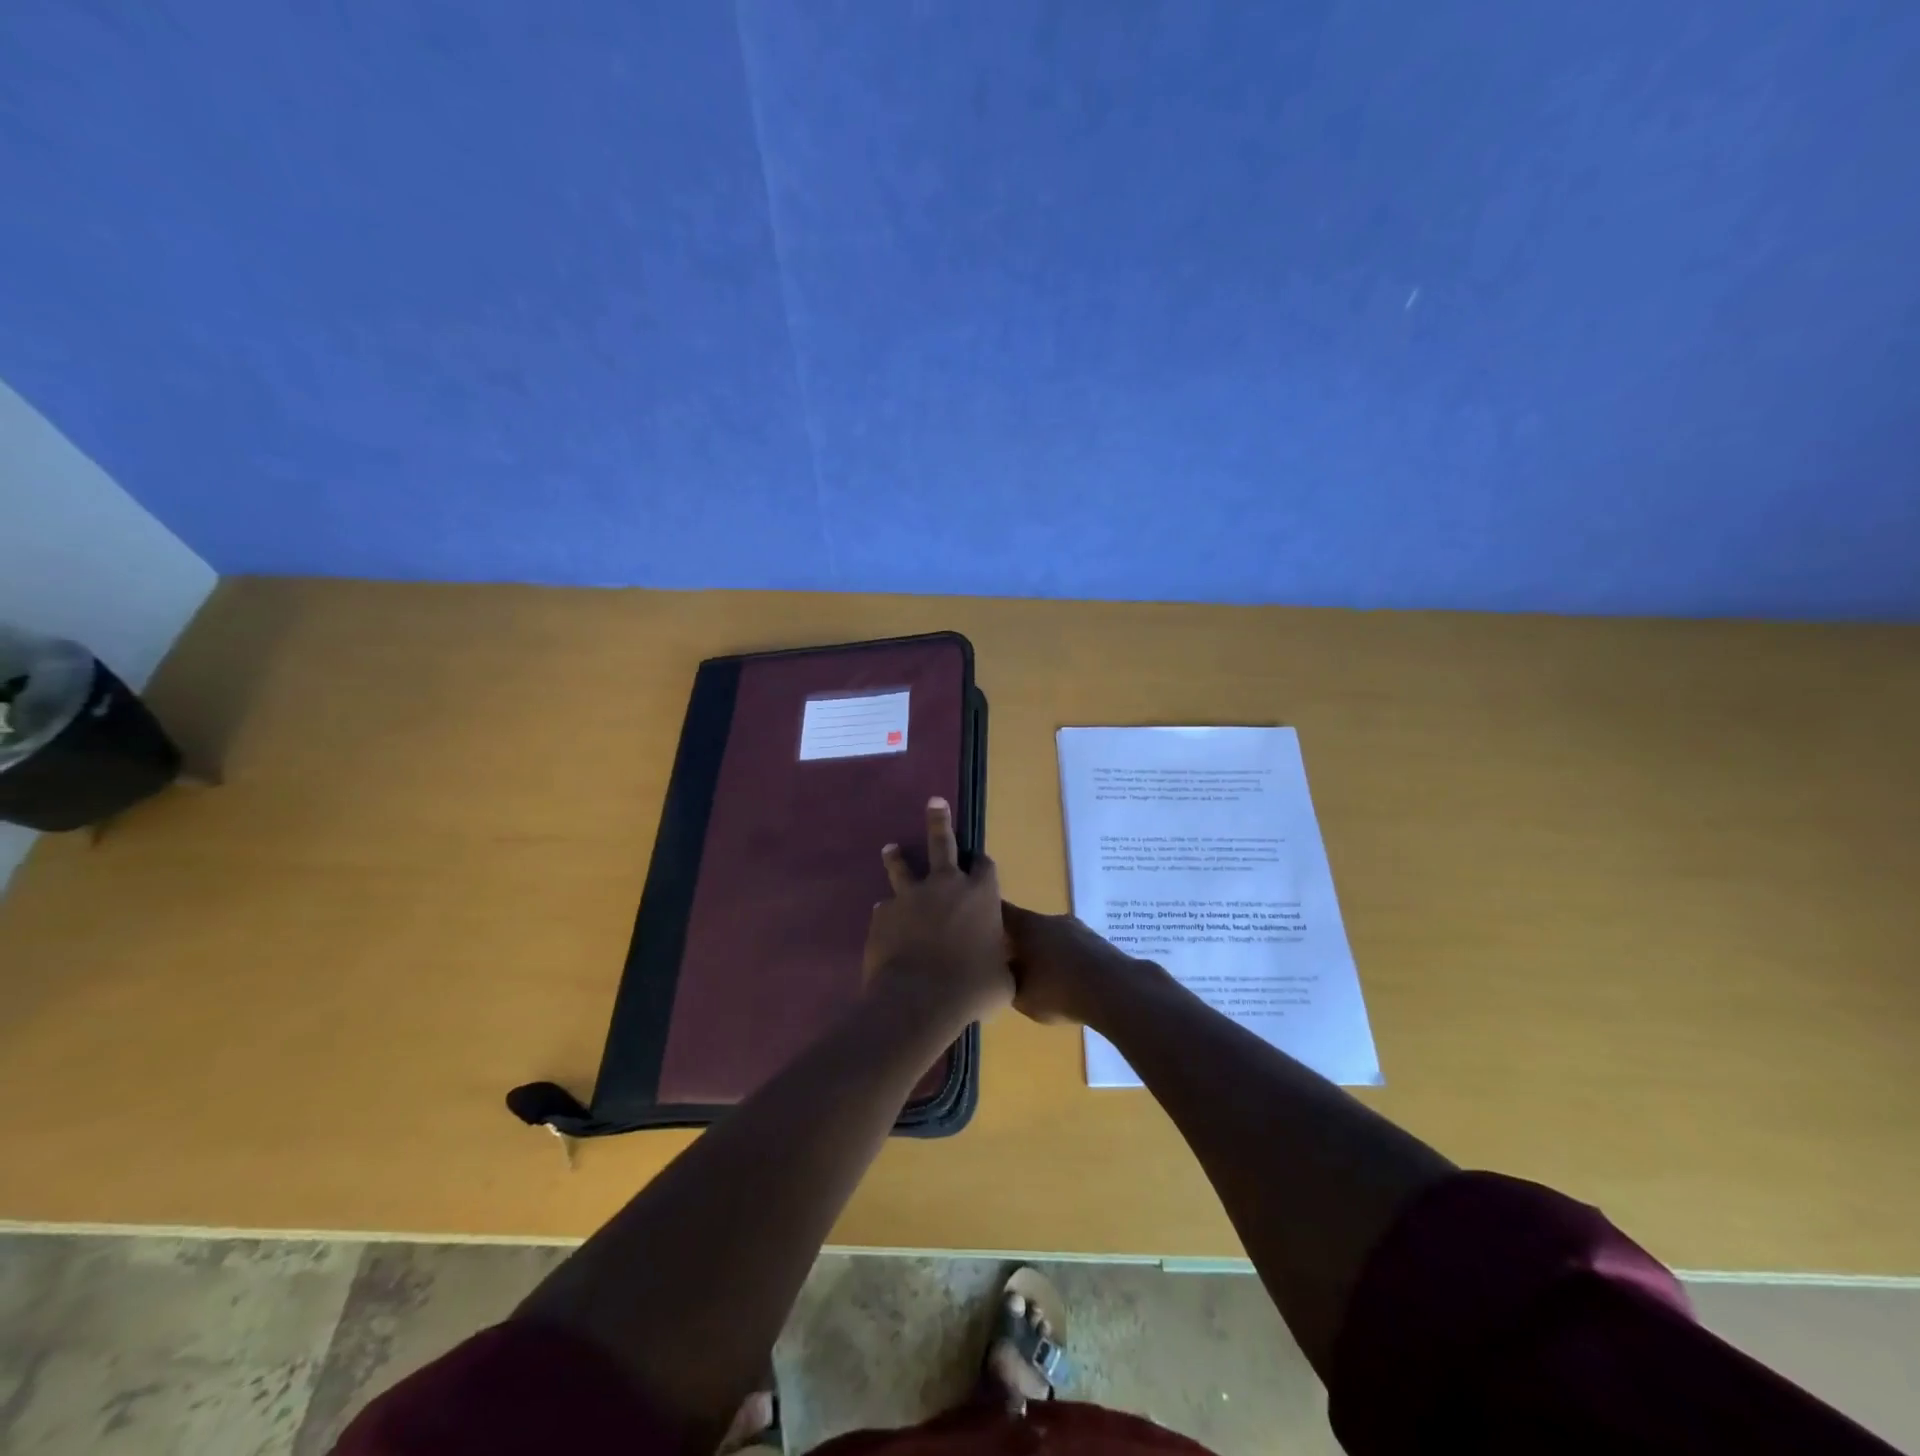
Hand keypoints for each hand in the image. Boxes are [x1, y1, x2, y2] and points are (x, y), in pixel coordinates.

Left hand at [864, 798, 1012, 1026]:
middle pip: (942, 844)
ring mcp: (911, 897)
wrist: (919, 999)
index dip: (983, 865)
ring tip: (891, 847)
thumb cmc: (971, 989)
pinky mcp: (884, 914)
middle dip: (939, 821)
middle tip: (934, 801)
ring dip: (898, 857)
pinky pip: (886, 908)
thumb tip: (1000, 969)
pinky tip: (886, 920)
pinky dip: (889, 912)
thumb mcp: (1002, 980)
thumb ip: (1000, 964)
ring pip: (903, 868)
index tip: (979, 863)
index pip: (985, 867)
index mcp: (980, 895)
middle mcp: (946, 886)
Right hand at [1002, 902, 1155, 1026]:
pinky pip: (1073, 949)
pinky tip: (1068, 982)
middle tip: (1010, 963)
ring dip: (1045, 952)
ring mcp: (1078, 928)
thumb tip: (1002, 975)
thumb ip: (1006, 983)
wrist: (1116, 990)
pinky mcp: (1098, 942)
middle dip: (1018, 942)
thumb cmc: (1059, 990)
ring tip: (1043, 978)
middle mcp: (1051, 919)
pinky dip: (1066, 961)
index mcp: (1027, 925)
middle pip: (1028, 925)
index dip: (988, 917)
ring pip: (1052, 937)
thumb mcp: (1021, 996)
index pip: (1001, 911)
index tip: (979, 927)